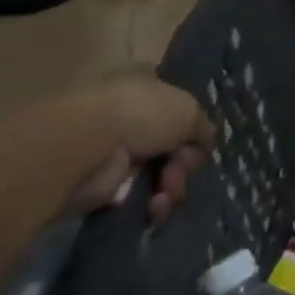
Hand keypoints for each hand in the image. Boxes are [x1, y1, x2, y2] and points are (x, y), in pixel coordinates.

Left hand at [64, 76, 213, 223]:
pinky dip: (154, 204)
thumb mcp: (189, 111)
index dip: (194, 129)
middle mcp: (132, 118)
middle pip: (175, 147)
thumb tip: (206, 142)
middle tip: (180, 169)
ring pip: (162, 174)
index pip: (180, 110)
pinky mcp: (106, 187)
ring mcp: (117, 152)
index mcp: (148, 89)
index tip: (201, 142)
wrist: (89, 146)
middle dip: (185, 163)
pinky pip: (143, 198)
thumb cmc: (142, 114)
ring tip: (167, 190)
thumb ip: (204, 127)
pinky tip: (154, 204)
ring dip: (173, 185)